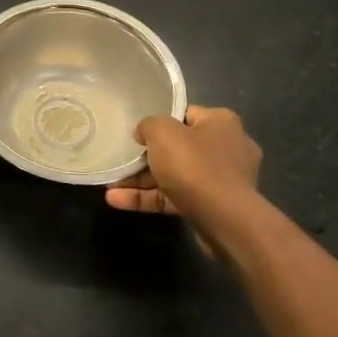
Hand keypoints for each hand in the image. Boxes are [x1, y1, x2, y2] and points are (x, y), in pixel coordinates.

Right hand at [105, 106, 263, 252]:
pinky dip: (149, 198)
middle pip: (178, 147)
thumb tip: (144, 133)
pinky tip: (117, 201)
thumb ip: (148, 124)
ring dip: (142, 181)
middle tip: (121, 160)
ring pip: (175, 175)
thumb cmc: (195, 165)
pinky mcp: (214, 207)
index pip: (185, 115)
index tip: (136, 132)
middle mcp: (227, 148)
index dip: (158, 121)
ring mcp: (222, 181)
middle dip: (146, 157)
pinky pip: (176, 197)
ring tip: (110, 185)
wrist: (226, 221)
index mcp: (221, 123)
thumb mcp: (162, 132)